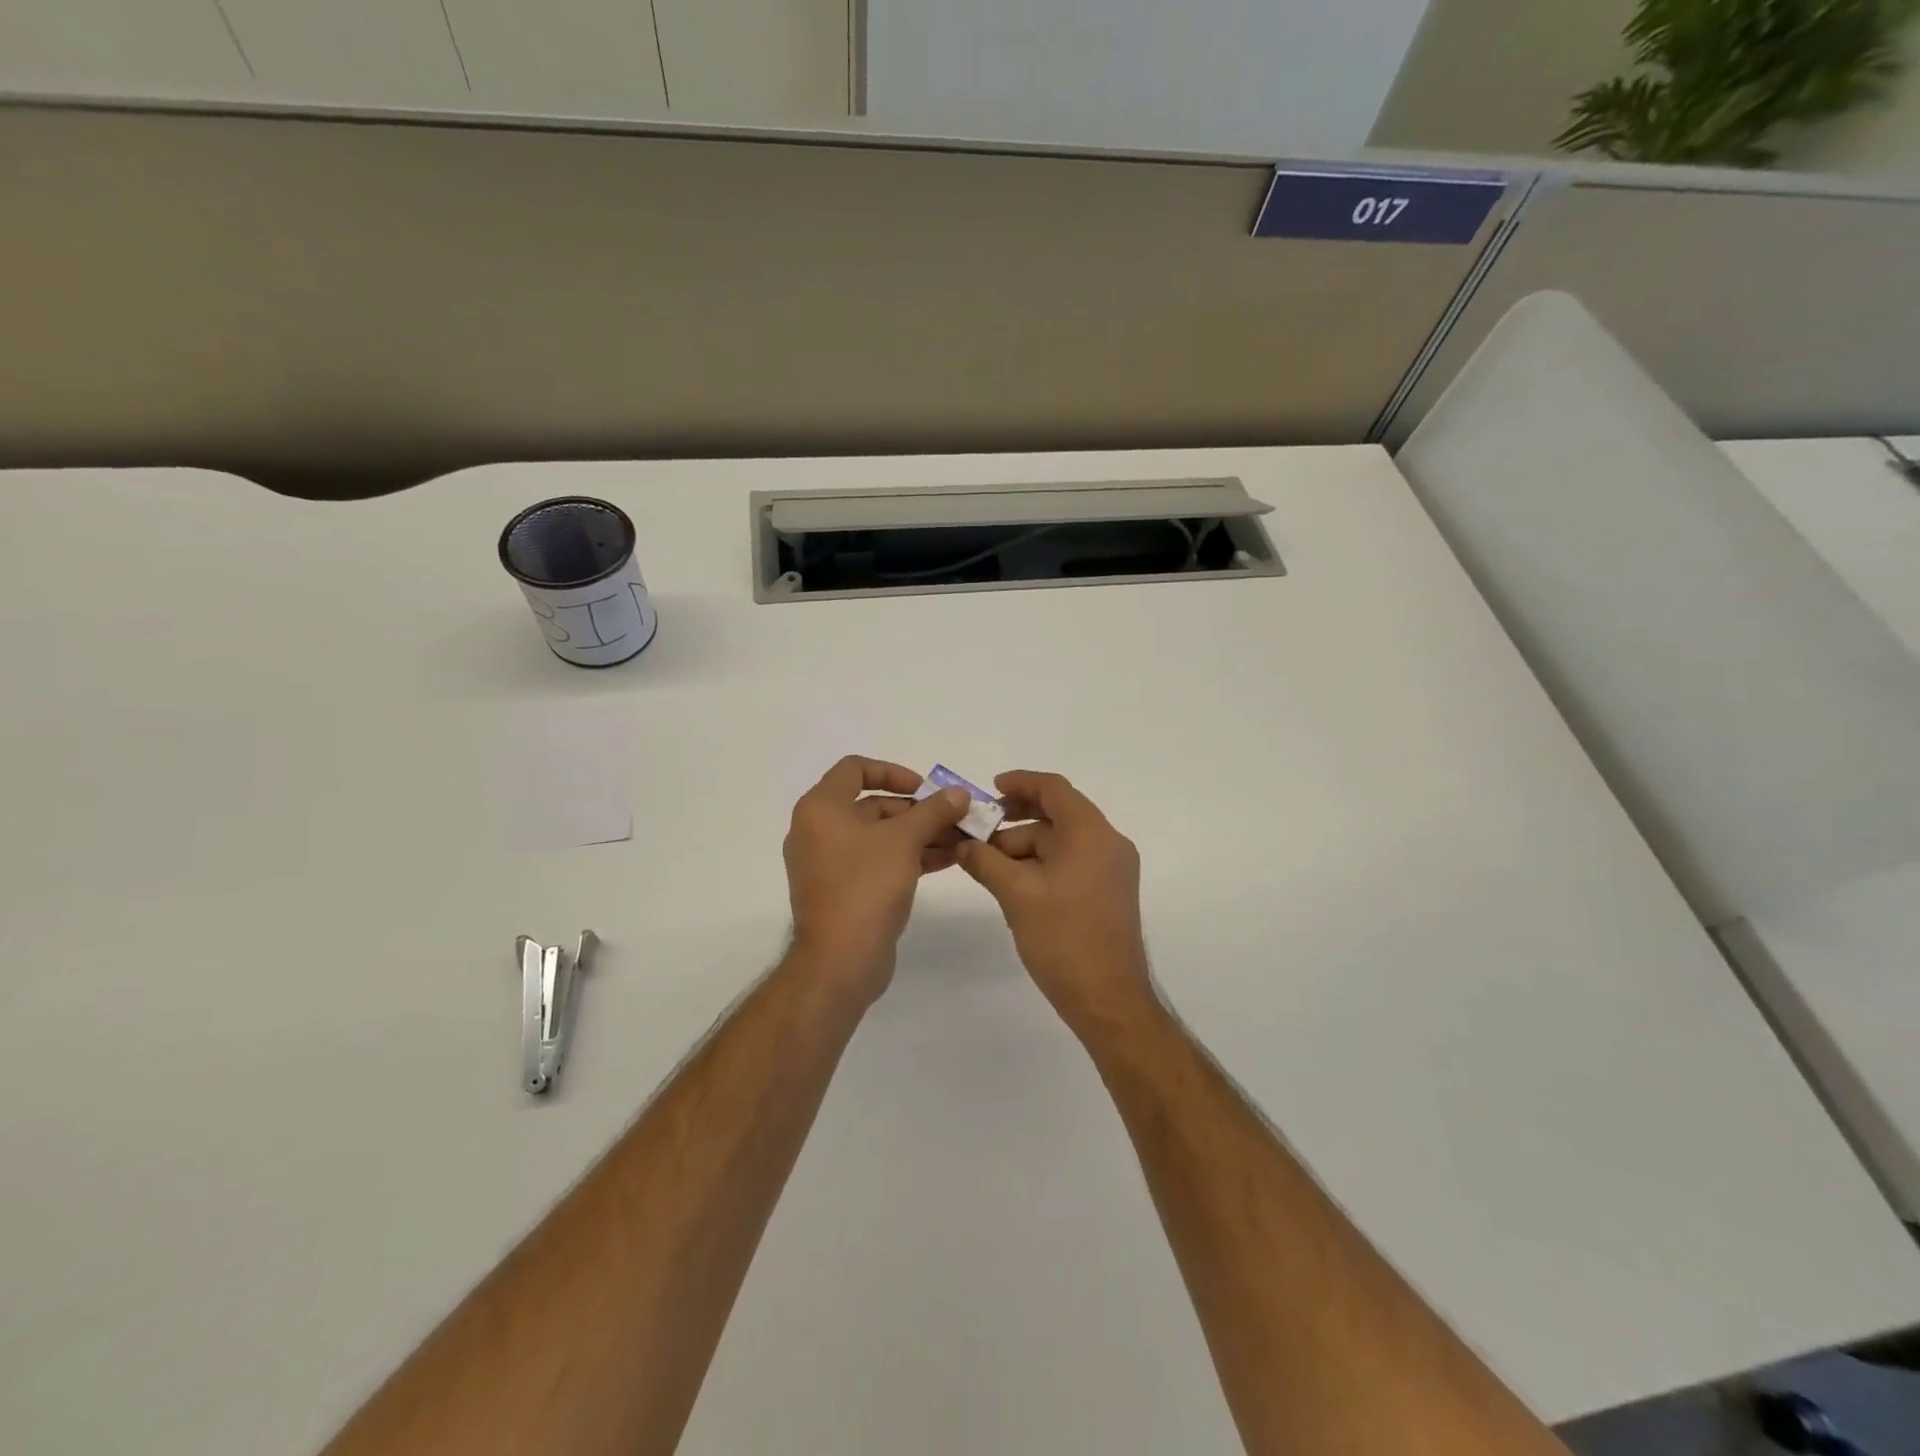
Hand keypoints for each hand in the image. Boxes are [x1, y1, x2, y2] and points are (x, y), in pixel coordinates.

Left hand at [783, 756, 970, 1004]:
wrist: (840, 960)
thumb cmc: (866, 885)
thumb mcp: (905, 840)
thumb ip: (933, 811)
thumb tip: (960, 793)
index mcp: (821, 809)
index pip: (855, 769)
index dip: (893, 772)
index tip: (925, 789)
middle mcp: (819, 831)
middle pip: (872, 805)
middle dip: (917, 810)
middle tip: (954, 818)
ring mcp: (830, 863)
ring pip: (879, 836)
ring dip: (919, 835)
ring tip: (960, 840)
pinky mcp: (843, 891)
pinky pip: (877, 862)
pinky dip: (908, 857)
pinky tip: (947, 860)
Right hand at [955, 771, 1154, 1035]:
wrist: (1108, 999)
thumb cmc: (1063, 938)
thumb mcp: (1016, 894)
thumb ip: (985, 860)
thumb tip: (961, 843)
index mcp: (1091, 833)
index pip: (1054, 789)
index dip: (1020, 782)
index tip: (989, 789)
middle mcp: (1108, 843)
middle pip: (1057, 815)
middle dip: (1014, 821)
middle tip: (977, 834)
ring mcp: (1111, 870)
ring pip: (1061, 842)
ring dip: (1024, 847)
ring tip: (986, 865)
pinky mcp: (1108, 892)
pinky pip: (1071, 863)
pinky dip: (1041, 864)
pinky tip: (1011, 882)